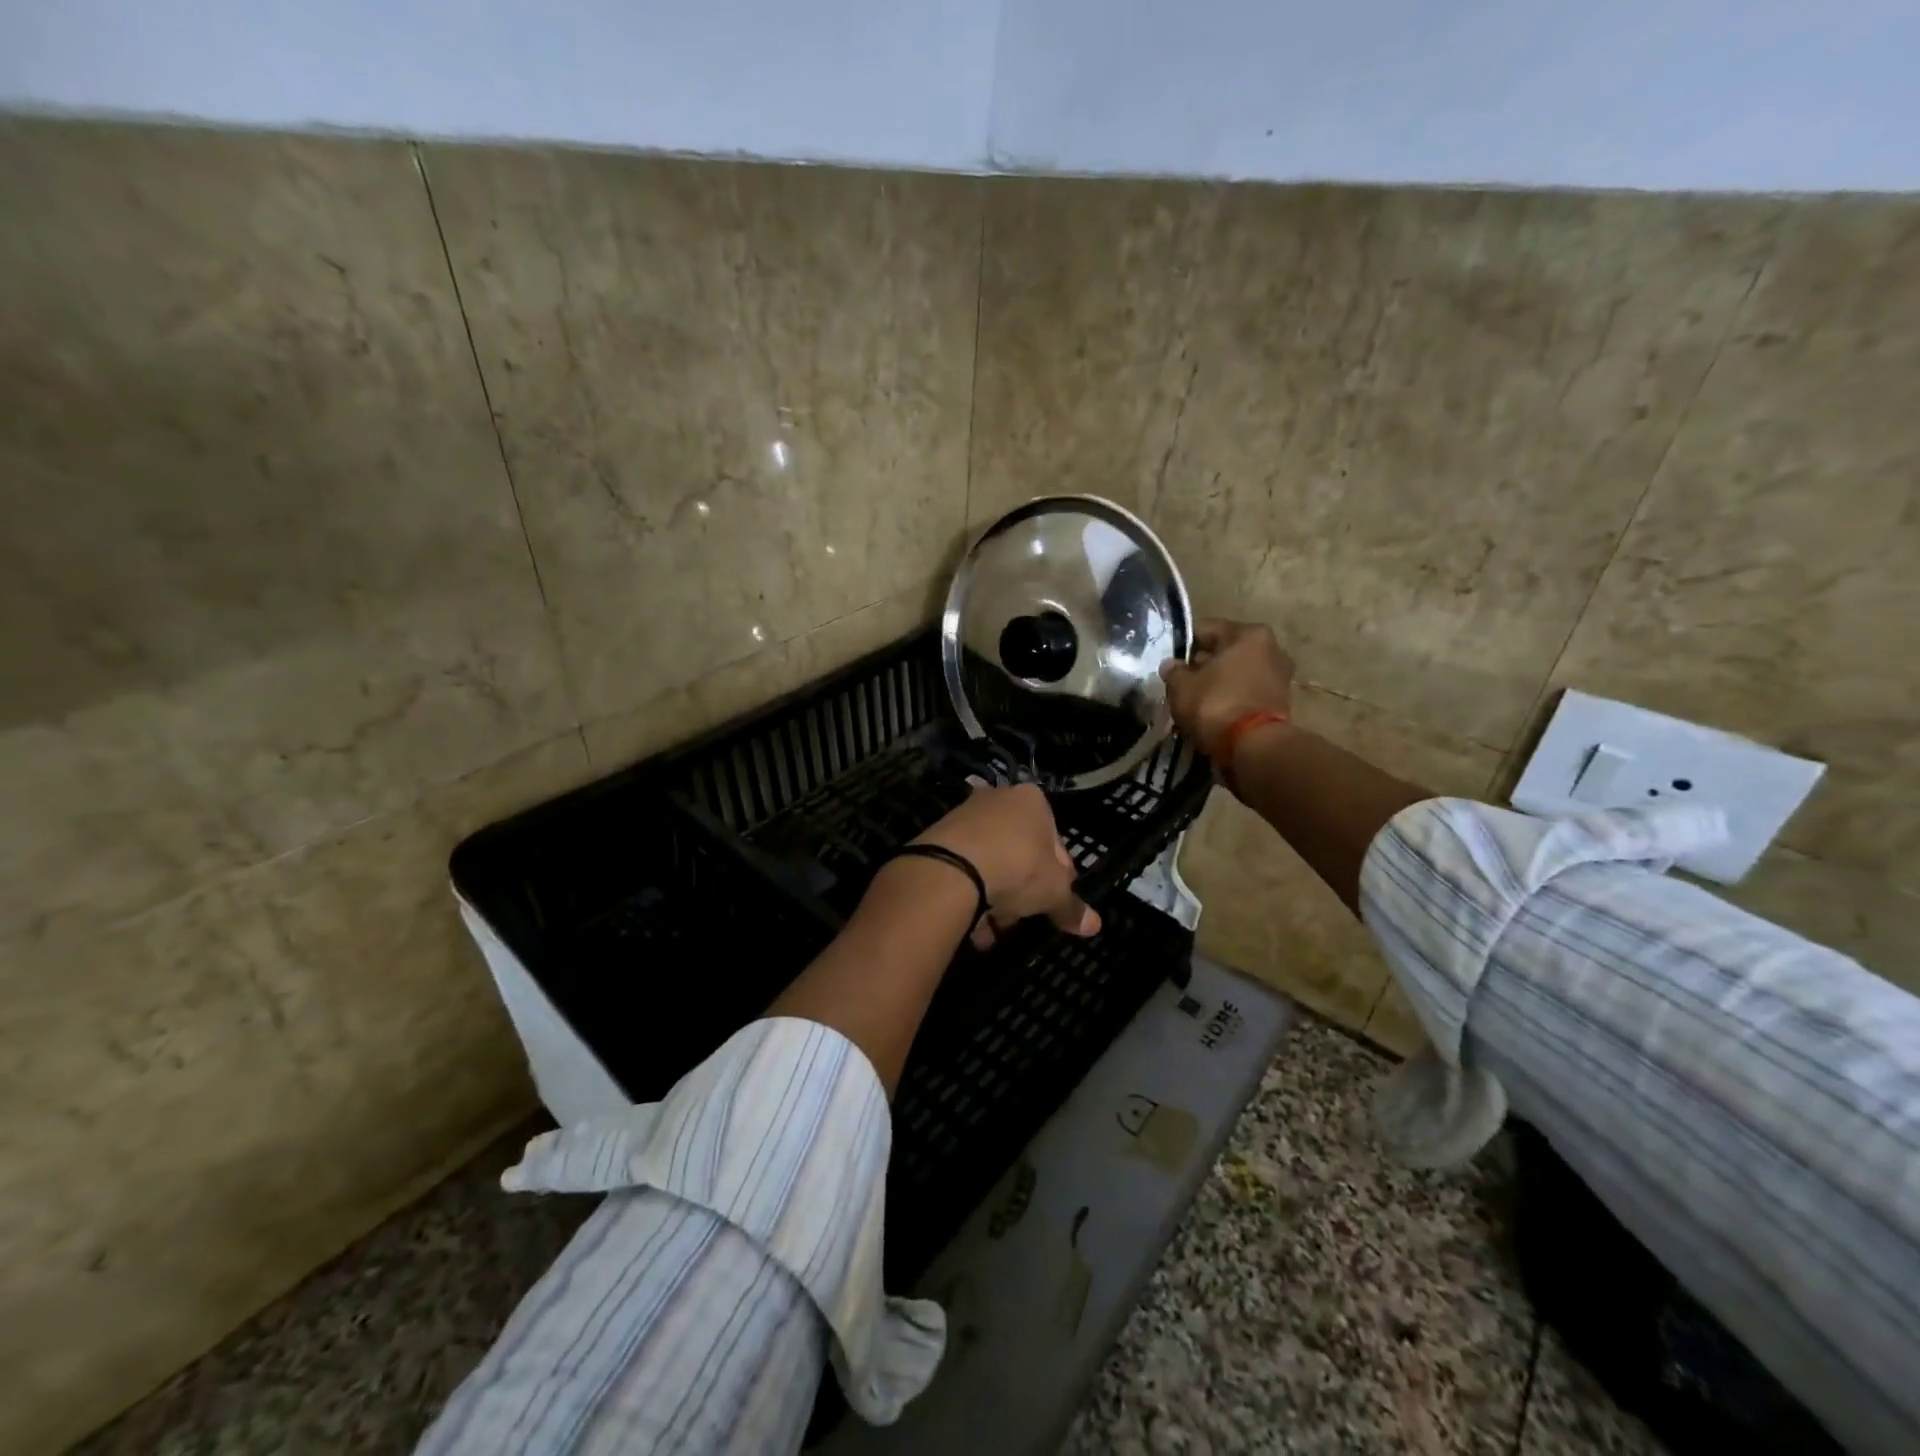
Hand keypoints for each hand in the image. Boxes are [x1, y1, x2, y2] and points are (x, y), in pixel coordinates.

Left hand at [913, 782, 1099, 948]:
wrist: (950, 869)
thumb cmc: (1017, 868)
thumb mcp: (1053, 892)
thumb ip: (1071, 907)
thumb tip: (1094, 925)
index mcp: (1033, 800)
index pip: (1055, 840)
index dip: (1059, 876)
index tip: (1054, 901)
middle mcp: (998, 798)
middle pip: (1020, 850)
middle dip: (1022, 888)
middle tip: (1022, 917)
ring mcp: (965, 815)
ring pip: (990, 862)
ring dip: (995, 896)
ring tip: (994, 929)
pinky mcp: (939, 836)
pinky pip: (964, 868)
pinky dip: (970, 894)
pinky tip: (972, 924)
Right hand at [1158, 617, 1296, 760]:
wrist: (1253, 747)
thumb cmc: (1216, 704)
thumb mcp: (1182, 687)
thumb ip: (1175, 672)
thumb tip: (1172, 666)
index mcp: (1249, 634)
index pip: (1207, 629)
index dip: (1185, 643)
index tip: (1170, 659)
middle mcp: (1271, 649)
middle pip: (1227, 651)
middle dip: (1205, 664)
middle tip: (1182, 680)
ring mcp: (1280, 677)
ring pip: (1238, 673)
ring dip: (1220, 683)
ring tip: (1196, 699)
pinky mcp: (1281, 704)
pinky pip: (1247, 693)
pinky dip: (1232, 699)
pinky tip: (1213, 712)